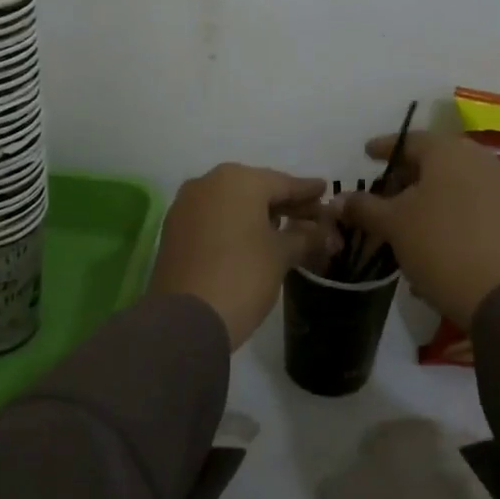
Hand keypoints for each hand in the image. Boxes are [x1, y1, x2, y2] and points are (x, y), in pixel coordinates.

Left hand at [150, 163, 332, 348]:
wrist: (185, 319)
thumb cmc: (242, 276)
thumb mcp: (281, 255)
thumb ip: (305, 236)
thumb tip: (323, 231)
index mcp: (239, 180)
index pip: (283, 182)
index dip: (307, 190)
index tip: (325, 190)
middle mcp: (209, 182)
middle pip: (256, 189)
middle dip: (283, 203)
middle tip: (310, 216)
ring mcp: (187, 204)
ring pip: (232, 202)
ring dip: (257, 213)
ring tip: (282, 229)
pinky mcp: (174, 227)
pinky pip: (213, 216)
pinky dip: (233, 223)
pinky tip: (249, 238)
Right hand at [341, 130, 499, 327]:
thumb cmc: (440, 245)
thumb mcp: (393, 224)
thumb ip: (364, 207)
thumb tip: (337, 201)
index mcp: (448, 151)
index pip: (409, 140)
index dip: (384, 148)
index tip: (367, 154)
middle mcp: (479, 158)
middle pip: (435, 160)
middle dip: (408, 174)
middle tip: (386, 192)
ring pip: (456, 182)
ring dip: (430, 196)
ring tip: (409, 218)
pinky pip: (474, 202)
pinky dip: (452, 212)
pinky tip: (436, 236)